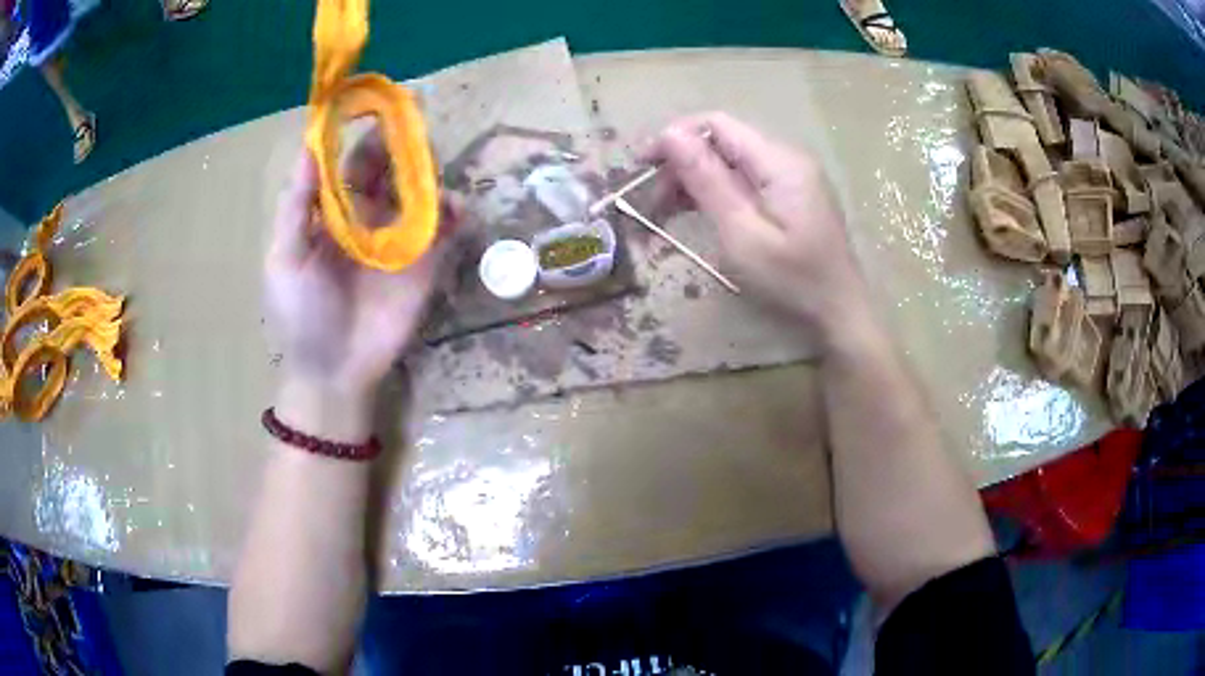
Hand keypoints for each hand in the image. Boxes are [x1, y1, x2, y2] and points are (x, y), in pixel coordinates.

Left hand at [265, 132, 455, 405]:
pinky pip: (447, 227)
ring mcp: (402, 237)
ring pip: (421, 189)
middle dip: (402, 142)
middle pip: (391, 167)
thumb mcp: (285, 258)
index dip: (362, 133)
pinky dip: (455, 211)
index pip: (351, 162)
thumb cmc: (302, 315)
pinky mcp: (428, 261)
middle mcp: (370, 215)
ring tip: (428, 165)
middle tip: (413, 121)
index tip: (375, 102)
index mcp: (334, 212)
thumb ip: (296, 206)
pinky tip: (452, 209)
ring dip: (428, 170)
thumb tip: (308, 147)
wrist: (335, 370)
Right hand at [648, 113, 871, 347]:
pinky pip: (744, 180)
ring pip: (730, 161)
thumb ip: (707, 181)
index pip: (716, 124)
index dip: (675, 137)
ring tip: (664, 211)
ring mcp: (790, 176)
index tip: (642, 167)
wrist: (839, 312)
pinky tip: (693, 212)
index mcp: (779, 160)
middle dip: (681, 163)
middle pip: (722, 141)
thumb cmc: (792, 280)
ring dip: (694, 179)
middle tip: (650, 201)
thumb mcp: (742, 233)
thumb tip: (670, 135)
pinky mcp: (789, 194)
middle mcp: (786, 157)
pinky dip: (715, 192)